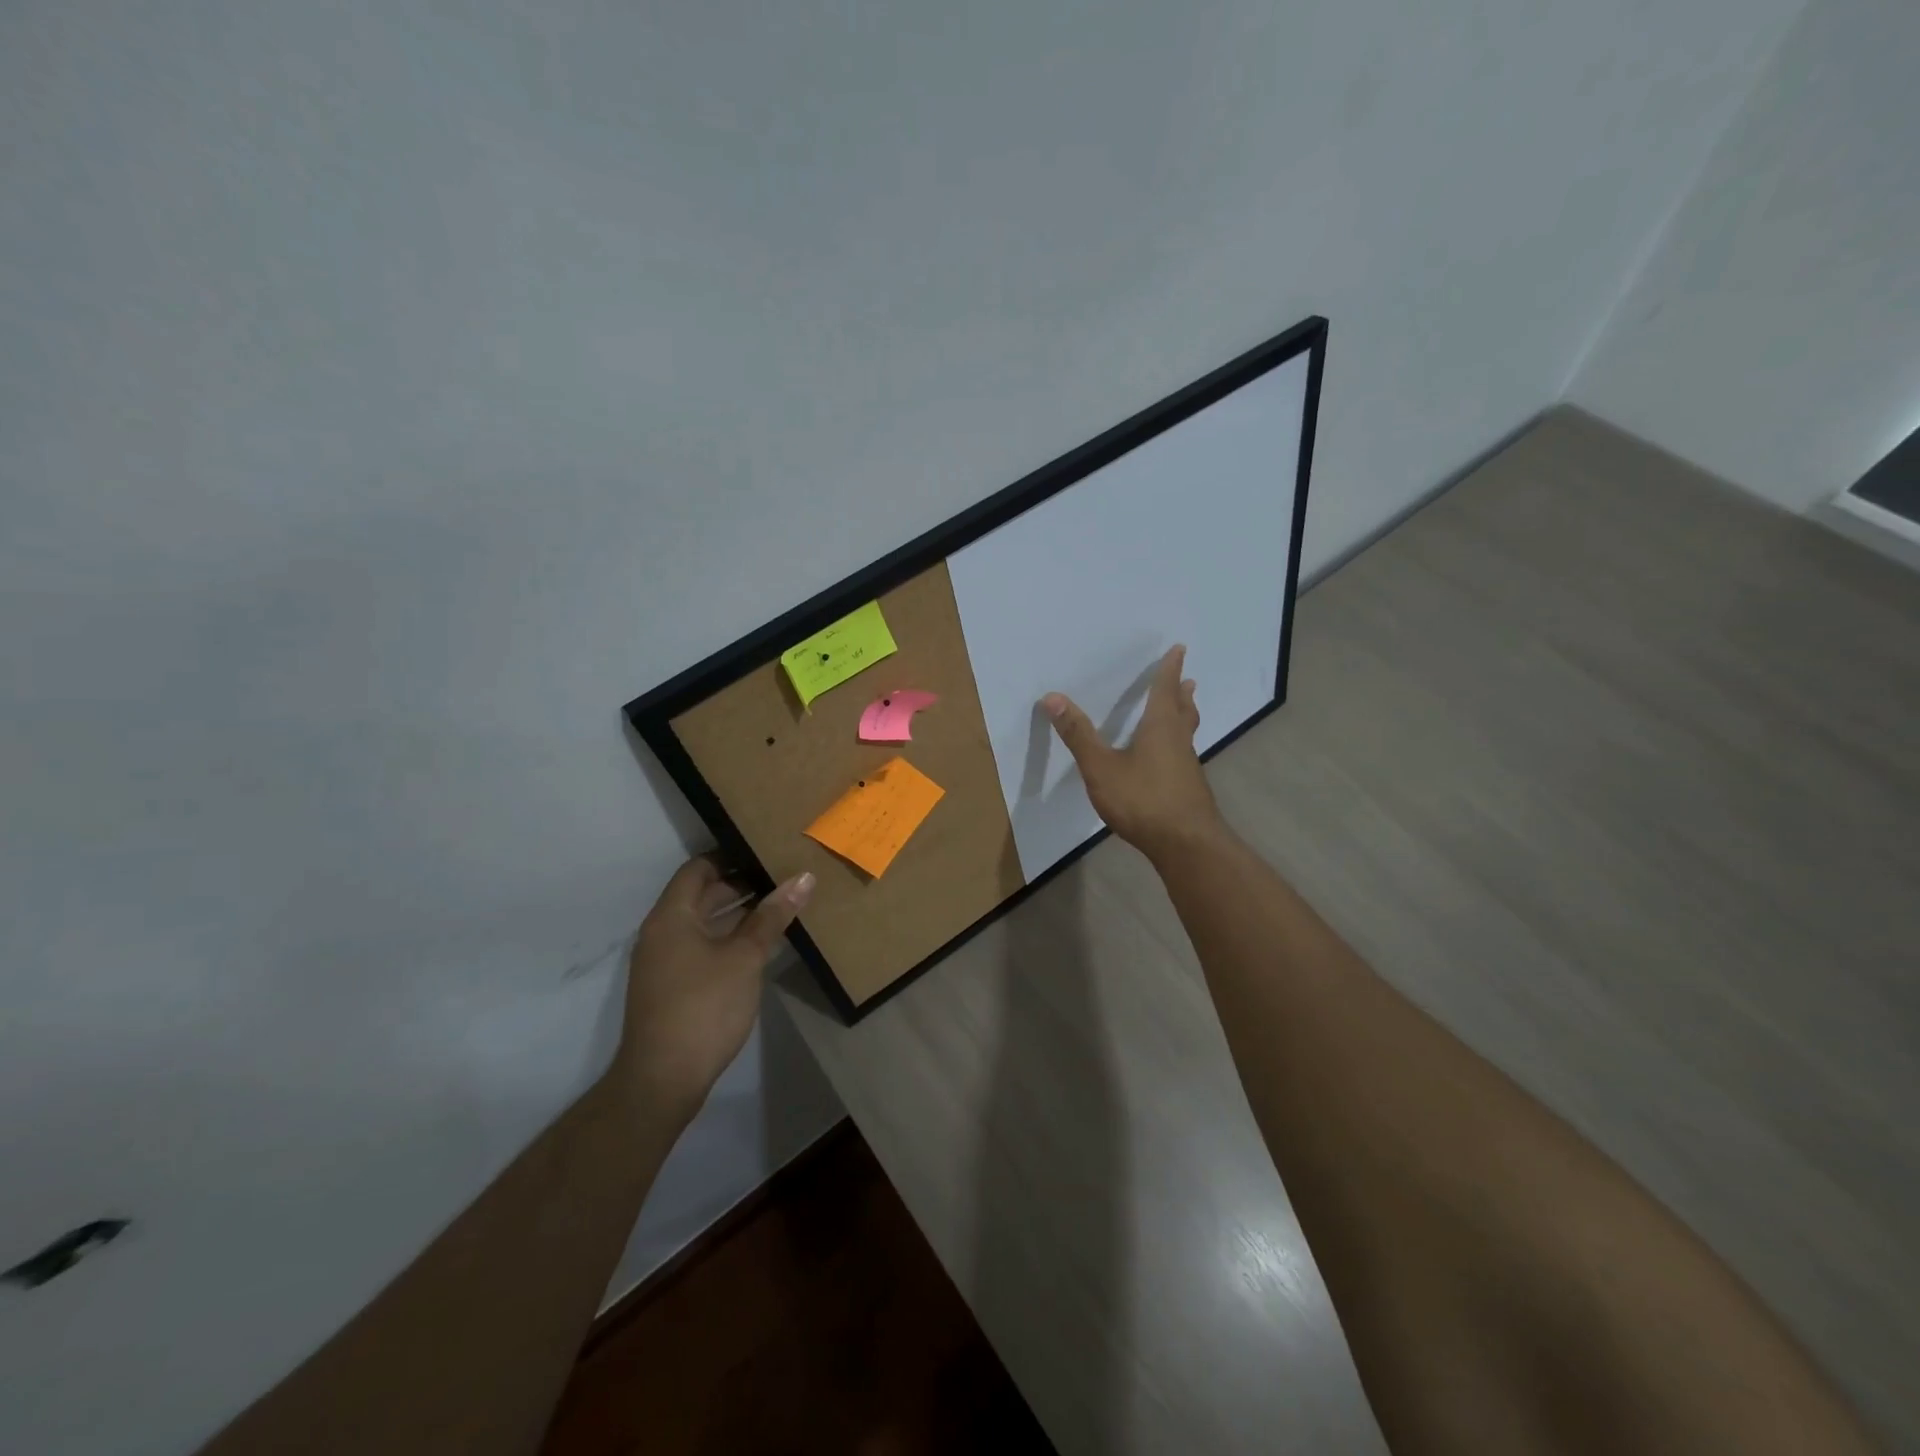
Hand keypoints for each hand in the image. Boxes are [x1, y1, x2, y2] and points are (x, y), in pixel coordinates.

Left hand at [615, 857, 814, 1115]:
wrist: (663, 1079)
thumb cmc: (704, 1007)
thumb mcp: (745, 957)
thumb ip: (772, 916)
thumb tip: (804, 877)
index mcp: (672, 916)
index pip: (698, 868)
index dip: (731, 856)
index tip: (766, 852)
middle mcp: (662, 932)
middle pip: (700, 894)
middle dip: (740, 885)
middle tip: (781, 879)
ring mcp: (664, 962)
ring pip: (703, 923)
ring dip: (737, 914)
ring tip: (779, 908)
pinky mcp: (671, 987)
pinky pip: (701, 947)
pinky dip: (727, 939)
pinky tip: (760, 946)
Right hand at [1042, 644, 1225, 861]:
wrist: (1185, 845)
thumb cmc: (1143, 800)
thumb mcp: (1101, 767)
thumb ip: (1078, 734)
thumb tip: (1052, 697)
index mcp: (1160, 728)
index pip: (1164, 691)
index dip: (1169, 670)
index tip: (1180, 649)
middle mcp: (1178, 742)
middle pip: (1182, 711)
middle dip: (1181, 693)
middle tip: (1187, 680)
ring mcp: (1187, 767)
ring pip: (1186, 733)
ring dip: (1184, 717)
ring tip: (1184, 711)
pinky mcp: (1188, 789)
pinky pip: (1183, 755)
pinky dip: (1178, 744)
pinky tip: (1170, 759)